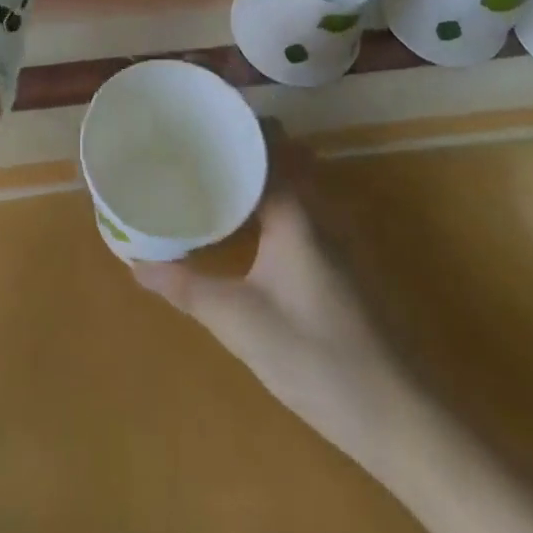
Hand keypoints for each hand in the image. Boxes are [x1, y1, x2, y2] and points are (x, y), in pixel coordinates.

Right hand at [133, 125, 406, 470]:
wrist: (397, 415)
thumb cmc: (315, 357)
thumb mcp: (239, 323)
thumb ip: (186, 287)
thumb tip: (135, 263)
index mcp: (294, 209)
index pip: (264, 142)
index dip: (232, 123)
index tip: (196, 116)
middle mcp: (318, 208)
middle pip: (280, 152)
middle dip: (242, 142)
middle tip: (195, 143)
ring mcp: (334, 233)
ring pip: (293, 178)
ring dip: (258, 168)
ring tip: (212, 172)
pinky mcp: (339, 259)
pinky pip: (299, 204)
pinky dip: (271, 196)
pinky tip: (245, 223)